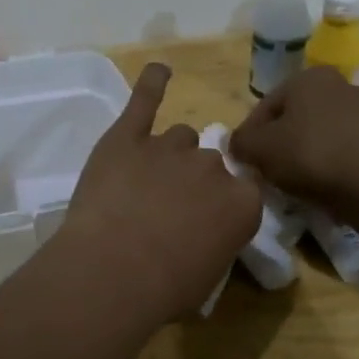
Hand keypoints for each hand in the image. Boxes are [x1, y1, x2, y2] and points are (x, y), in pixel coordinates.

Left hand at [56, 64, 261, 322]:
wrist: (114, 270)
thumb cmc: (165, 288)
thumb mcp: (208, 276)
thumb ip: (215, 241)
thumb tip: (202, 235)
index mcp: (242, 203)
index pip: (244, 190)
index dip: (222, 204)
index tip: (205, 220)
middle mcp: (213, 166)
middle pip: (209, 161)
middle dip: (192, 182)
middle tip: (166, 209)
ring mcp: (169, 146)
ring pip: (179, 137)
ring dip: (167, 155)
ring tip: (143, 181)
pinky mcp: (128, 136)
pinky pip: (145, 100)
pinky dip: (152, 83)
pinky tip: (159, 71)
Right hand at [231, 66, 358, 214]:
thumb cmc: (309, 155)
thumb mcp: (258, 148)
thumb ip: (240, 142)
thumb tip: (238, 145)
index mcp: (308, 77)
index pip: (265, 107)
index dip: (249, 136)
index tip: (244, 161)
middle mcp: (338, 84)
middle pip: (292, 118)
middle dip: (277, 143)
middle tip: (265, 171)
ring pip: (316, 133)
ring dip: (301, 153)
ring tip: (290, 181)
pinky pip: (339, 148)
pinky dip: (326, 163)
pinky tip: (317, 184)